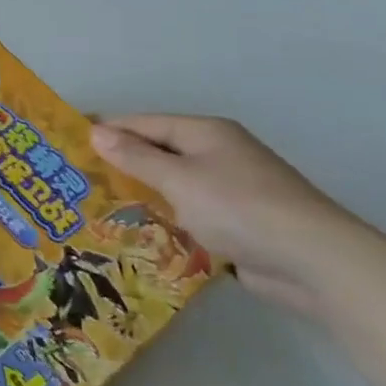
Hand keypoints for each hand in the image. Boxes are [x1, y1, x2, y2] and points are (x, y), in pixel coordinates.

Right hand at [87, 115, 368, 316]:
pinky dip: (167, 219)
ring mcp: (230, 188)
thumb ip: (136, 157)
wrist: (316, 262)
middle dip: (121, 164)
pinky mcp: (238, 222)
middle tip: (78, 180)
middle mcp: (217, 153)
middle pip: (158, 152)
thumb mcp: (179, 180)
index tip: (69, 143)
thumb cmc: (240, 208)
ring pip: (173, 184)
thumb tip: (96, 131)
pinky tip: (140, 233)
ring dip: (143, 195)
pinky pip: (190, 213)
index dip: (106, 130)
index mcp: (205, 132)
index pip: (143, 123)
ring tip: (98, 207)